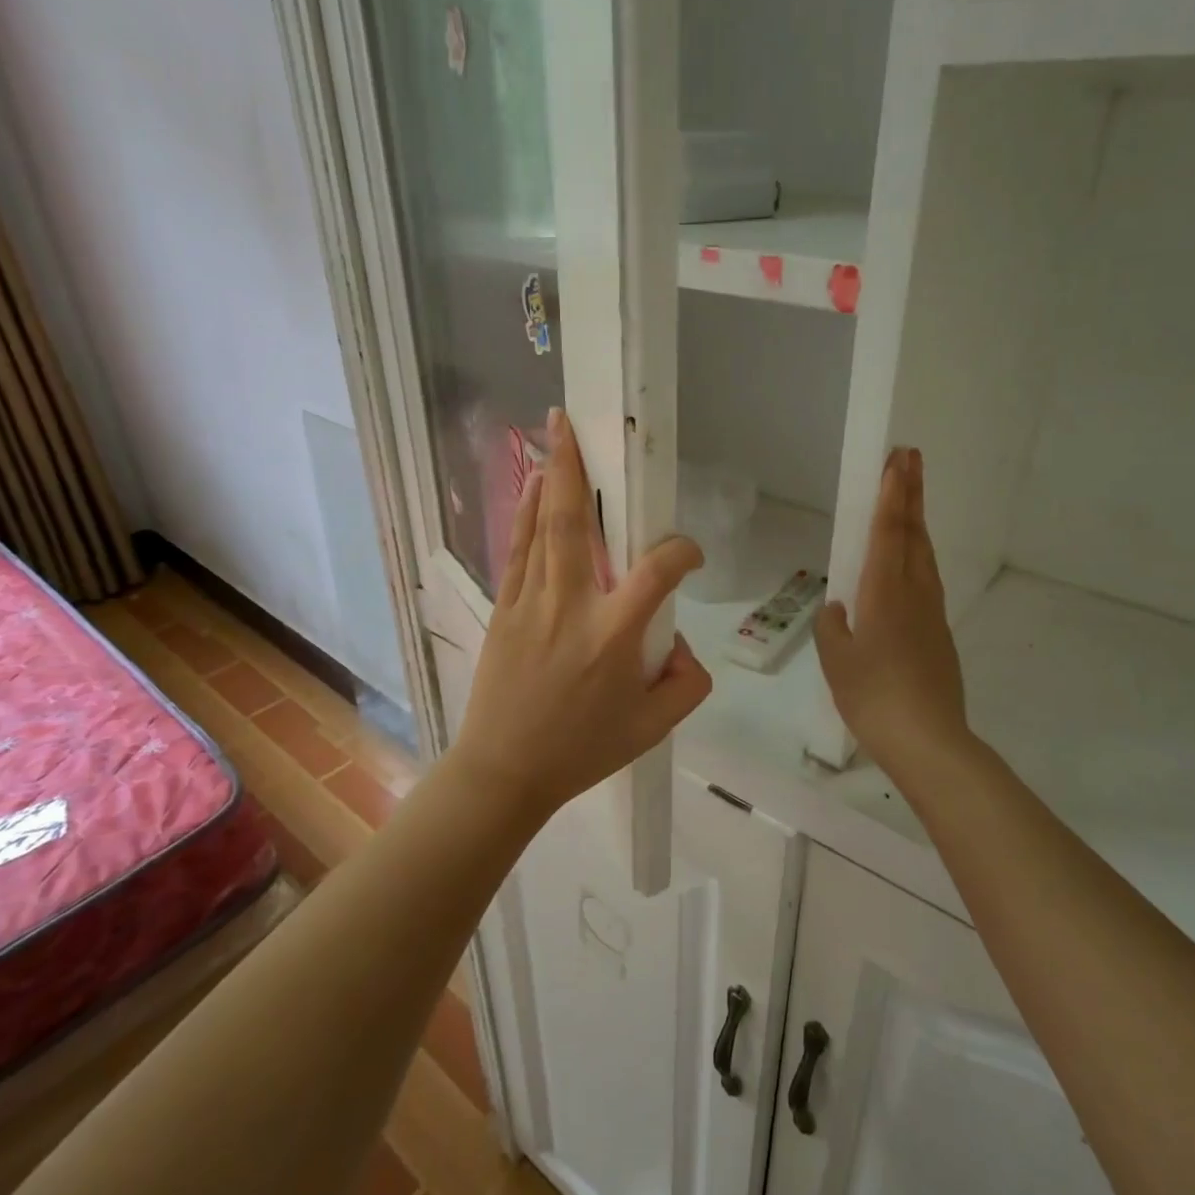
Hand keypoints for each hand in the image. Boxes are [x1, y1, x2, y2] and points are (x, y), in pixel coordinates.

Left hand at [451, 408, 712, 818]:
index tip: (690, 557)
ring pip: (541, 529)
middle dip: (575, 468)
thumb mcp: (654, 729)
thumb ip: (687, 683)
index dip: (681, 552)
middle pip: (574, 524)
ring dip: (550, 480)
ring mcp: (531, 604)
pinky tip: (532, 489)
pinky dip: (526, 515)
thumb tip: (681, 645)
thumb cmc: (582, 751)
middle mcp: (570, 607)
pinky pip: (519, 551)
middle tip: (572, 423)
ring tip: (553, 437)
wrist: (504, 771)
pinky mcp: (505, 610)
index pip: (656, 571)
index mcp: (613, 636)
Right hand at [816, 448, 972, 777]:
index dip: (892, 494)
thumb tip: (839, 609)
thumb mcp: (836, 660)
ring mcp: (932, 613)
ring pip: (924, 556)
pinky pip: (926, 582)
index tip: (899, 460)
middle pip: (913, 534)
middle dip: (911, 494)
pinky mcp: (939, 634)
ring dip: (916, 523)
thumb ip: (833, 627)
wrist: (927, 739)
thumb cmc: (873, 696)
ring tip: (909, 502)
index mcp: (885, 593)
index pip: (888, 532)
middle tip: (910, 459)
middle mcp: (914, 593)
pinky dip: (917, 557)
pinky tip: (908, 567)